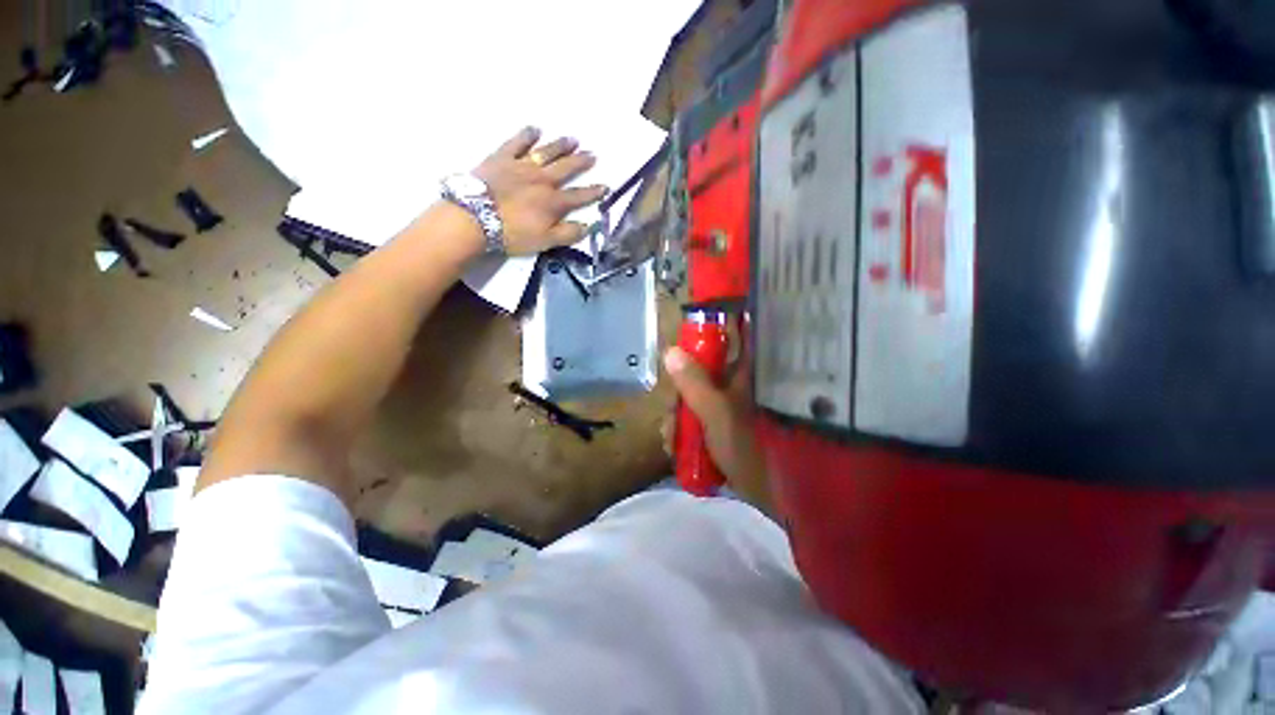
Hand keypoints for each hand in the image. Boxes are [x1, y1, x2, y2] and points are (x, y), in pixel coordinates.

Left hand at [473, 126, 608, 255]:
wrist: (475, 218)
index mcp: (553, 202)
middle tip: (593, 154)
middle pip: (566, 169)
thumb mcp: (545, 241)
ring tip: (573, 139)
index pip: (579, 196)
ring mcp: (522, 166)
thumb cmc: (512, 234)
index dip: (593, 192)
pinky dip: (527, 135)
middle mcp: (542, 180)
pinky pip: (517, 142)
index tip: (606, 186)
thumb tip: (588, 226)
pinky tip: (535, 129)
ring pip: (546, 152)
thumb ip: (568, 233)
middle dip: (581, 162)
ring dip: (561, 146)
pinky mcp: (502, 158)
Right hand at [663, 347, 774, 512]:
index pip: (718, 346)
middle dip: (676, 399)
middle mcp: (726, 389)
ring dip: (675, 420)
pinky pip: (690, 421)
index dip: (697, 344)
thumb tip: (670, 351)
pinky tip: (674, 447)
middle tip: (670, 417)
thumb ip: (694, 382)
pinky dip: (679, 433)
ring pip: (688, 402)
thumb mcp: (715, 411)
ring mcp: (719, 410)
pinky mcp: (712, 429)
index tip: (676, 355)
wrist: (758, 491)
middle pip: (693, 378)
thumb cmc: (742, 445)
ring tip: (671, 441)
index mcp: (735, 377)